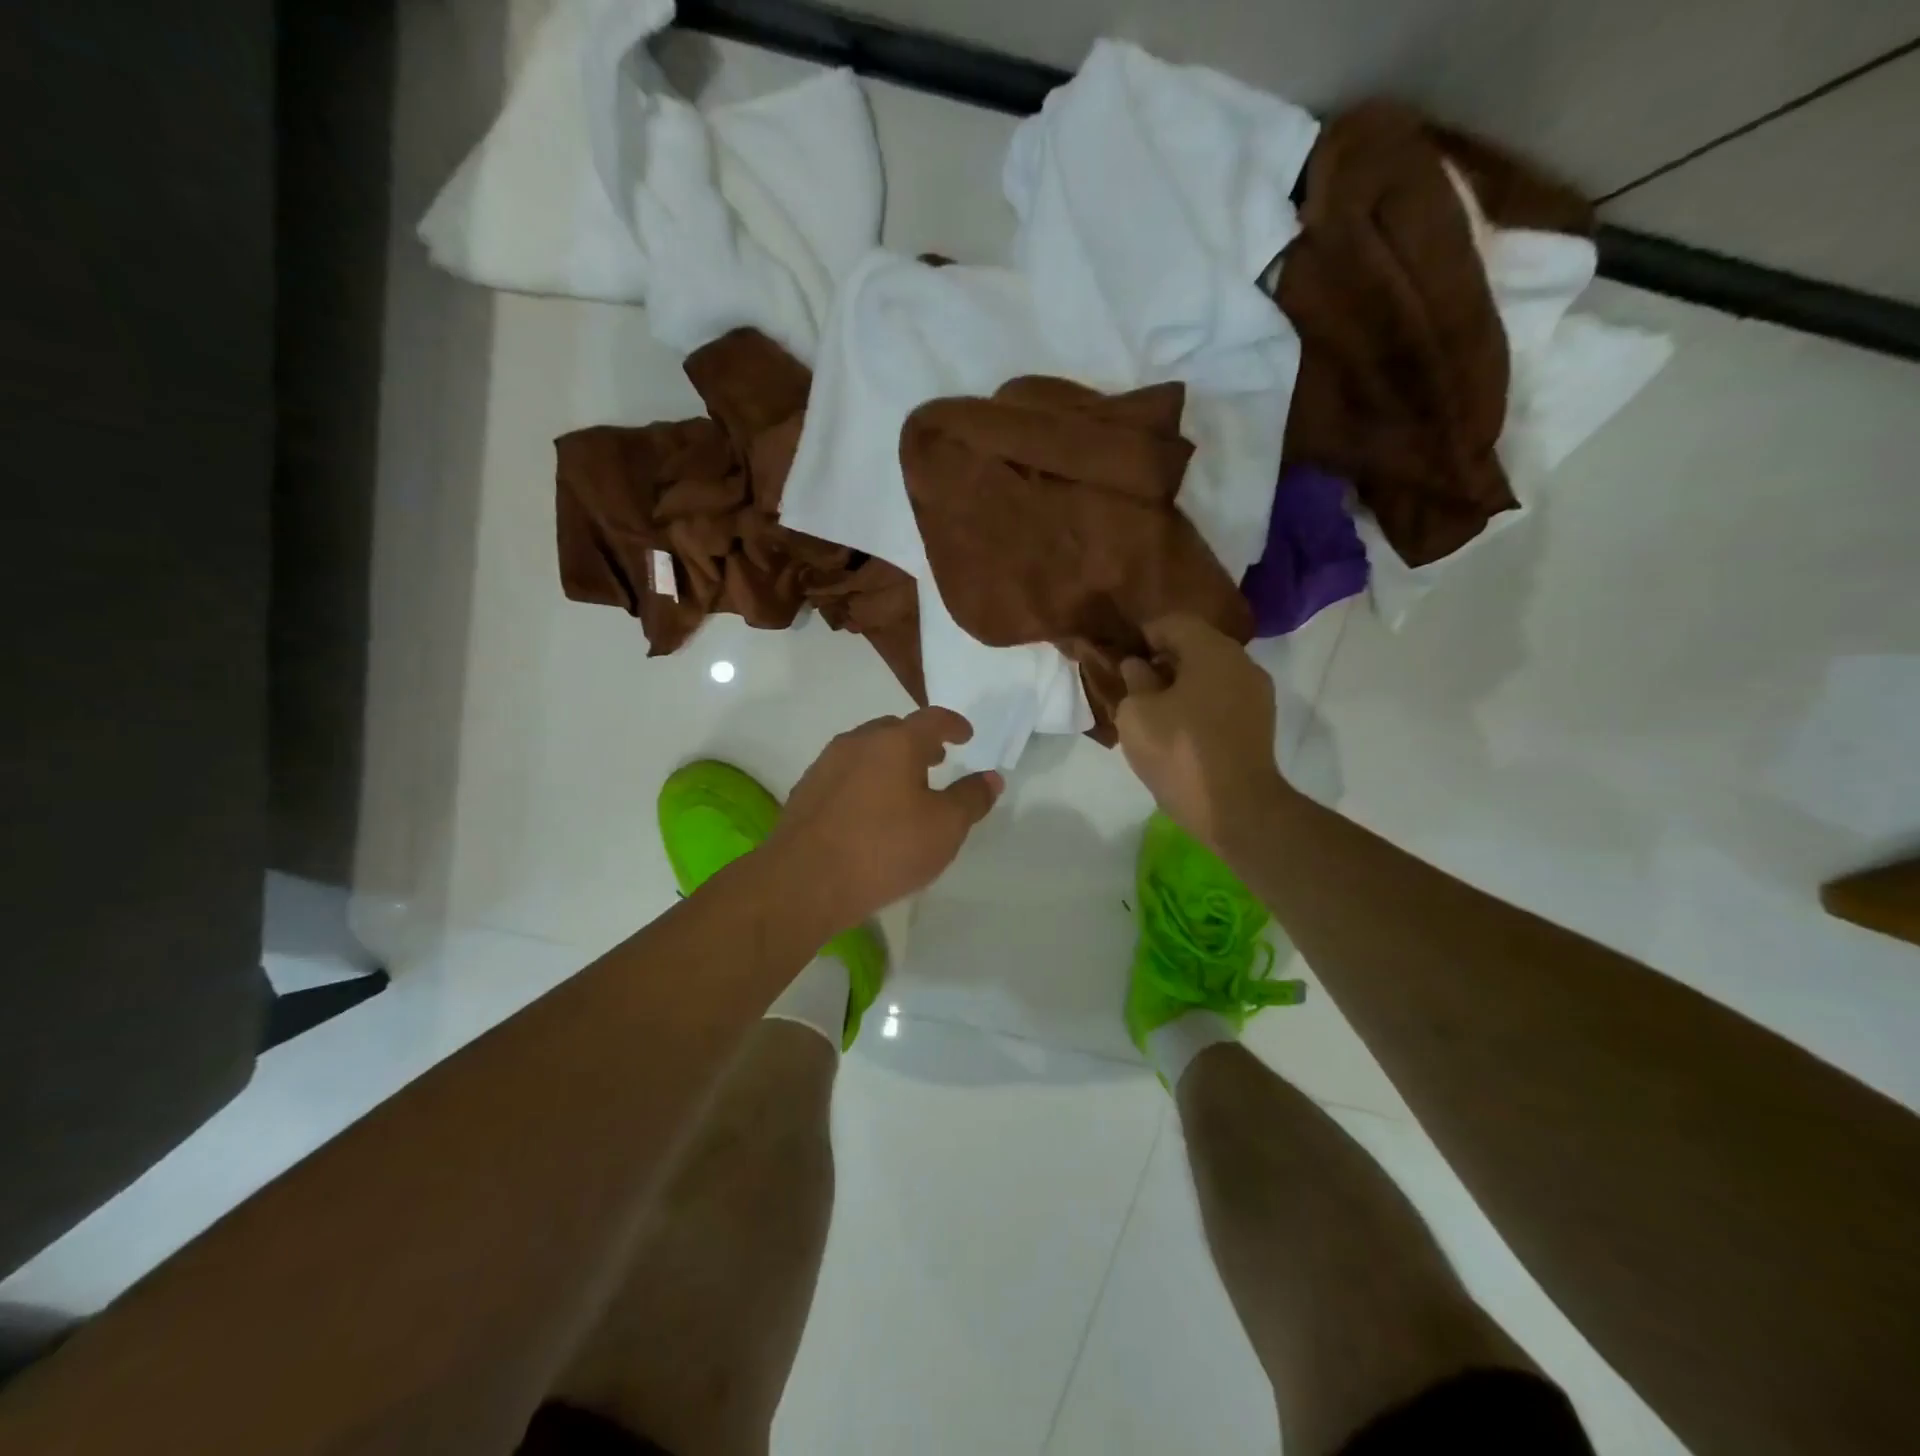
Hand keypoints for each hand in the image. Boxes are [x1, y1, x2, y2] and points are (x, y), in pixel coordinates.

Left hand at [768, 707, 1003, 932]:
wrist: (803, 882)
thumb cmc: (884, 849)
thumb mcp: (944, 828)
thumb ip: (971, 799)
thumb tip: (991, 777)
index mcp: (895, 742)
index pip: (932, 719)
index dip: (954, 724)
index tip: (966, 735)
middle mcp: (858, 742)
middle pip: (895, 730)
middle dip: (919, 742)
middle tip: (937, 761)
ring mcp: (826, 765)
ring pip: (866, 751)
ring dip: (890, 761)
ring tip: (905, 787)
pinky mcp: (806, 791)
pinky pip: (845, 774)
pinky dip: (866, 781)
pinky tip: (870, 811)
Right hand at [1115, 614, 1292, 856]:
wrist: (1236, 808)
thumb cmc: (1180, 752)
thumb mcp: (1137, 714)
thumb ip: (1134, 681)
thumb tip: (1138, 666)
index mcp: (1212, 650)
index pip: (1172, 622)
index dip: (1143, 635)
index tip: (1122, 656)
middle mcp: (1241, 662)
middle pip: (1196, 645)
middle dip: (1163, 659)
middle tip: (1134, 683)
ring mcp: (1256, 693)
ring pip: (1211, 673)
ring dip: (1182, 683)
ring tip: (1154, 708)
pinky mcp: (1259, 722)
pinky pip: (1222, 698)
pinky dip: (1199, 702)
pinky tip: (1179, 726)